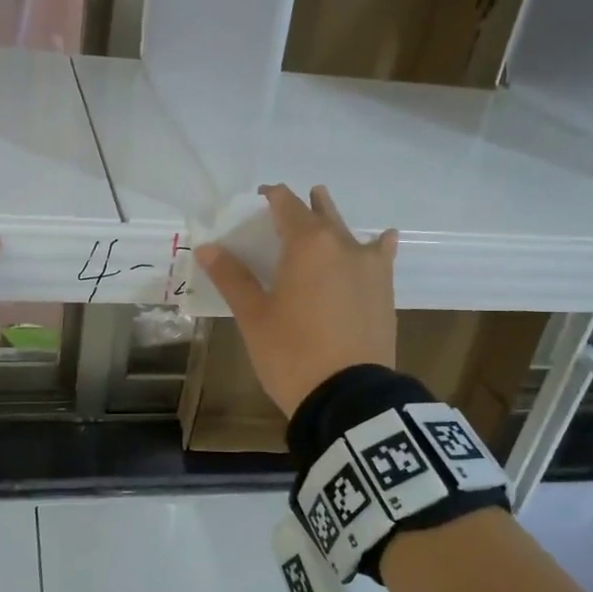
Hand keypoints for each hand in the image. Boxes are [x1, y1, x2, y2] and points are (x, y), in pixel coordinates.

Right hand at [194, 185, 397, 417]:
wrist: (349, 396)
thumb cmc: (291, 352)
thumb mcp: (254, 316)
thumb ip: (232, 277)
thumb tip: (207, 247)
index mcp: (307, 244)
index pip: (286, 204)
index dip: (270, 196)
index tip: (258, 198)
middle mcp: (343, 245)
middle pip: (320, 213)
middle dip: (301, 206)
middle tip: (284, 210)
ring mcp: (370, 267)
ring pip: (348, 232)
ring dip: (332, 220)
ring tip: (322, 209)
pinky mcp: (385, 291)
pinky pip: (380, 256)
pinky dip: (376, 245)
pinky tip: (381, 240)